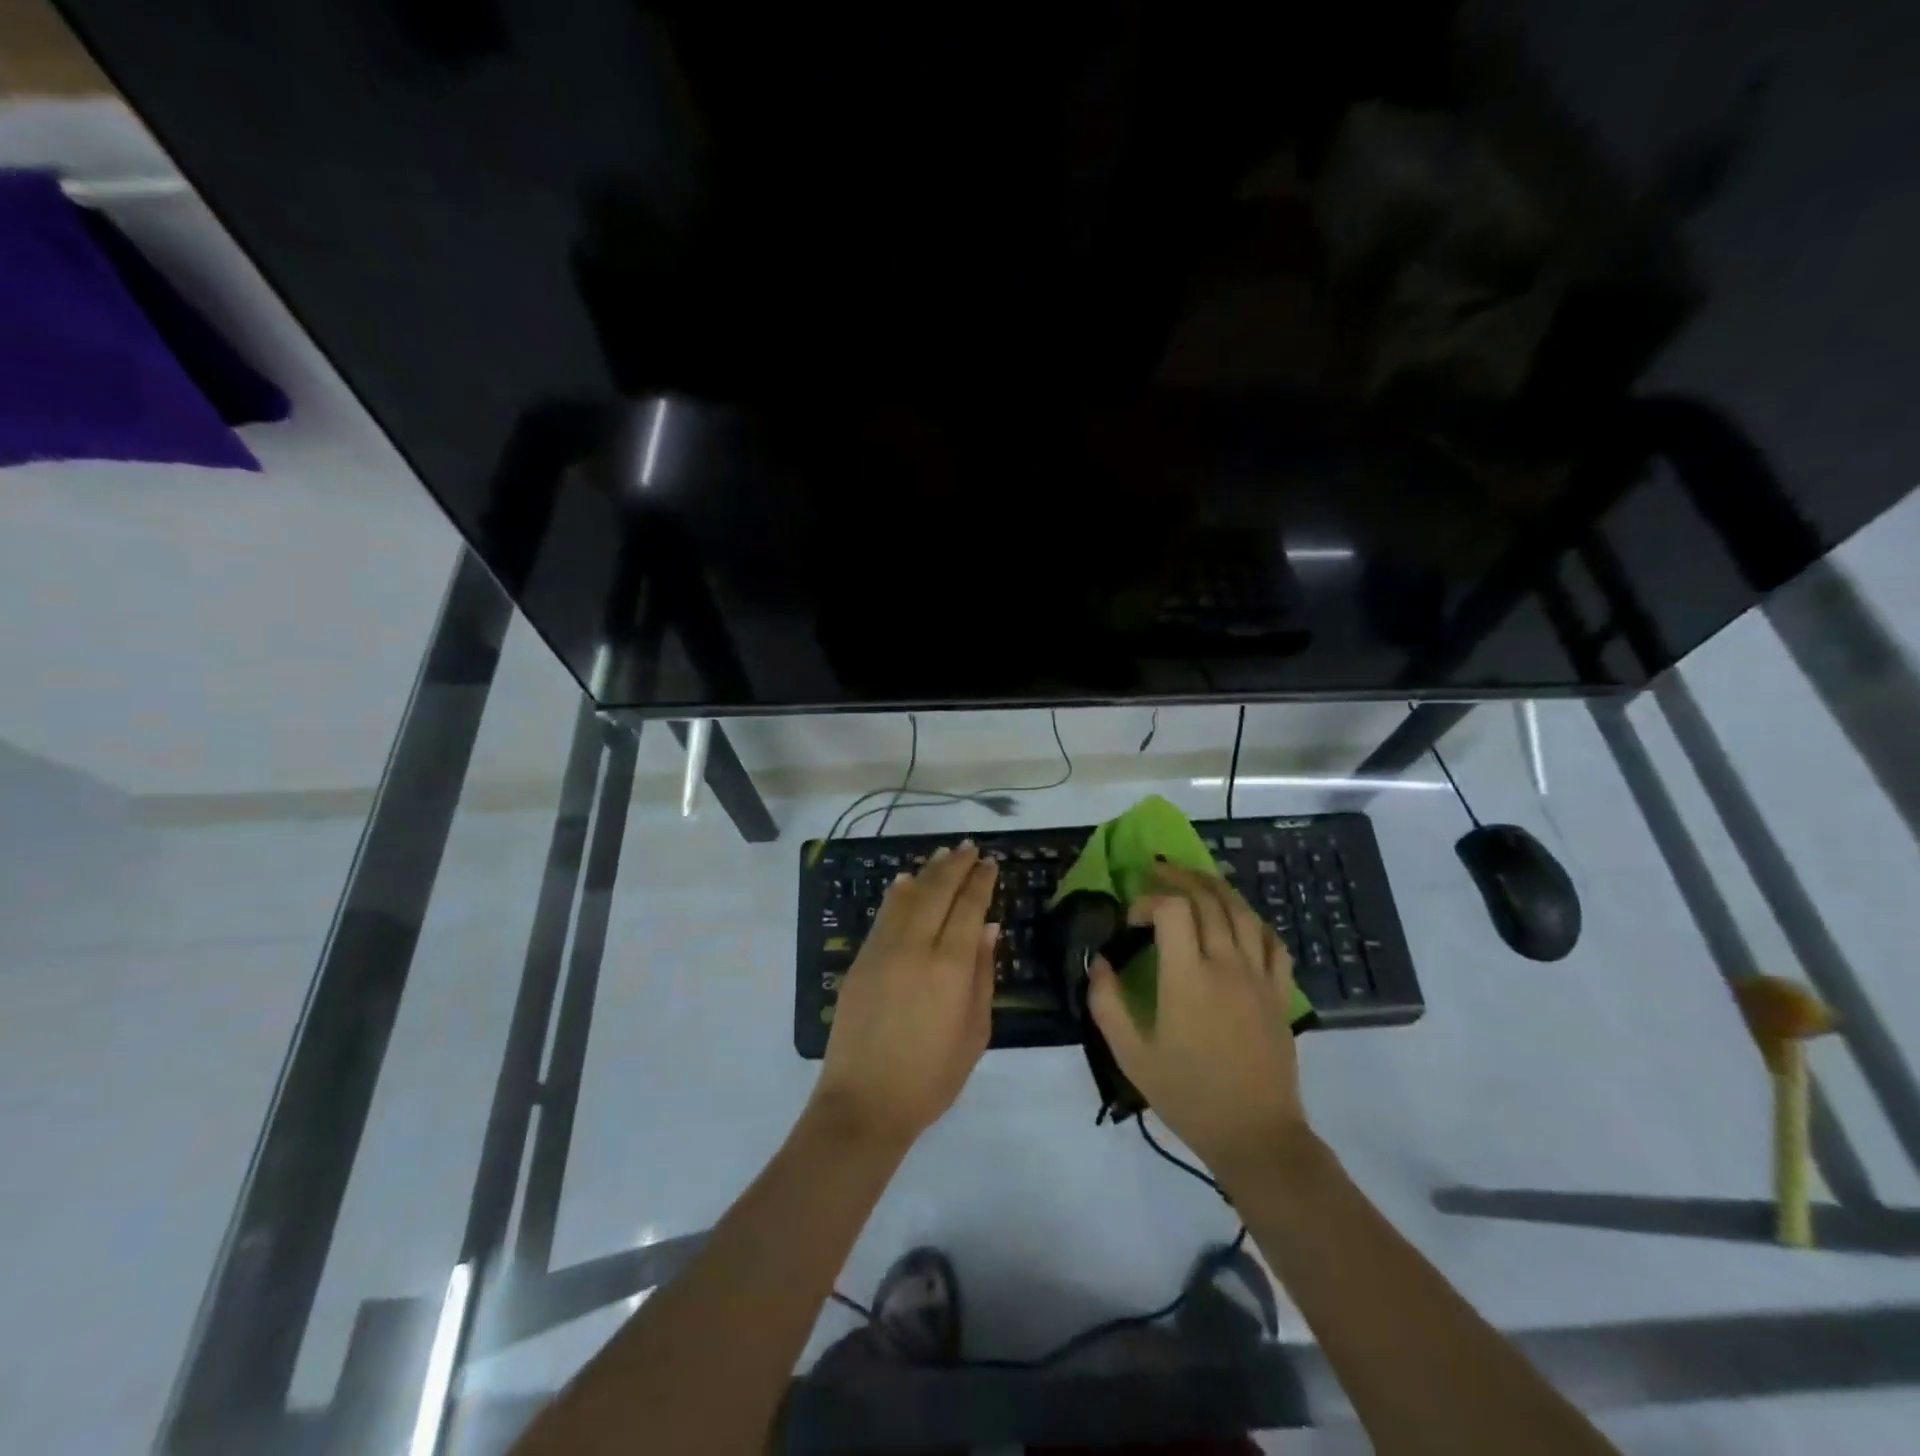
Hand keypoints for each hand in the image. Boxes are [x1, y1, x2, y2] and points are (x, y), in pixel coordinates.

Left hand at [812, 842, 998, 1148]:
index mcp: (950, 967)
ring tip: (942, 855)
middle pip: (937, 892)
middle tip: (969, 847)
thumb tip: (989, 928)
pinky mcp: (860, 961)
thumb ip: (983, 975)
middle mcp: (915, 947)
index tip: (989, 862)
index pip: (968, 908)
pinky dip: (898, 895)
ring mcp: (882, 951)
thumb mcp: (975, 1032)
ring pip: (907, 897)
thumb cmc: (932, 1077)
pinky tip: (906, 883)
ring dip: (927, 872)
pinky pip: (883, 916)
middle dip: (955, 865)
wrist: (865, 1103)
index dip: (980, 882)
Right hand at [1088, 863, 1308, 1182]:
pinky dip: (1253, 921)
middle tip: (1158, 873)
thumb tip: (1098, 961)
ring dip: (1216, 888)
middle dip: (1180, 878)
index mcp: (1187, 977)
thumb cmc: (1187, 1094)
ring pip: (1242, 912)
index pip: (1173, 910)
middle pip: (1209, 899)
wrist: (1254, 1134)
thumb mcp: (1130, 1054)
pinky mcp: (1279, 993)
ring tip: (1195, 880)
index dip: (1149, 901)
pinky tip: (1240, 919)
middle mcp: (1226, 965)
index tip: (1133, 921)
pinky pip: (1272, 942)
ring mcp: (1258, 977)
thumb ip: (1107, 1002)